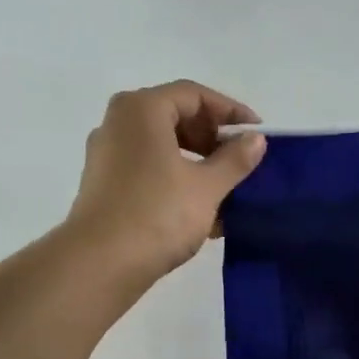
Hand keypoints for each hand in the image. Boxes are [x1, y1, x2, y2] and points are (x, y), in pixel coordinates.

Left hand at [65, 81, 266, 278]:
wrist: (101, 263)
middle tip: (241, 163)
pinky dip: (176, 184)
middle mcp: (119, 124)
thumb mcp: (206, 187)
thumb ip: (234, 160)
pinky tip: (202, 214)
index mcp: (142, 110)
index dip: (230, 112)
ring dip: (198, 167)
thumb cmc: (158, 215)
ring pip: (162, 150)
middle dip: (213, 140)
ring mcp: (108, 157)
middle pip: (175, 119)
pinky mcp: (105, 188)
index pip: (194, 95)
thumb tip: (256, 140)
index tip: (257, 134)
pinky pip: (148, 174)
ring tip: (227, 193)